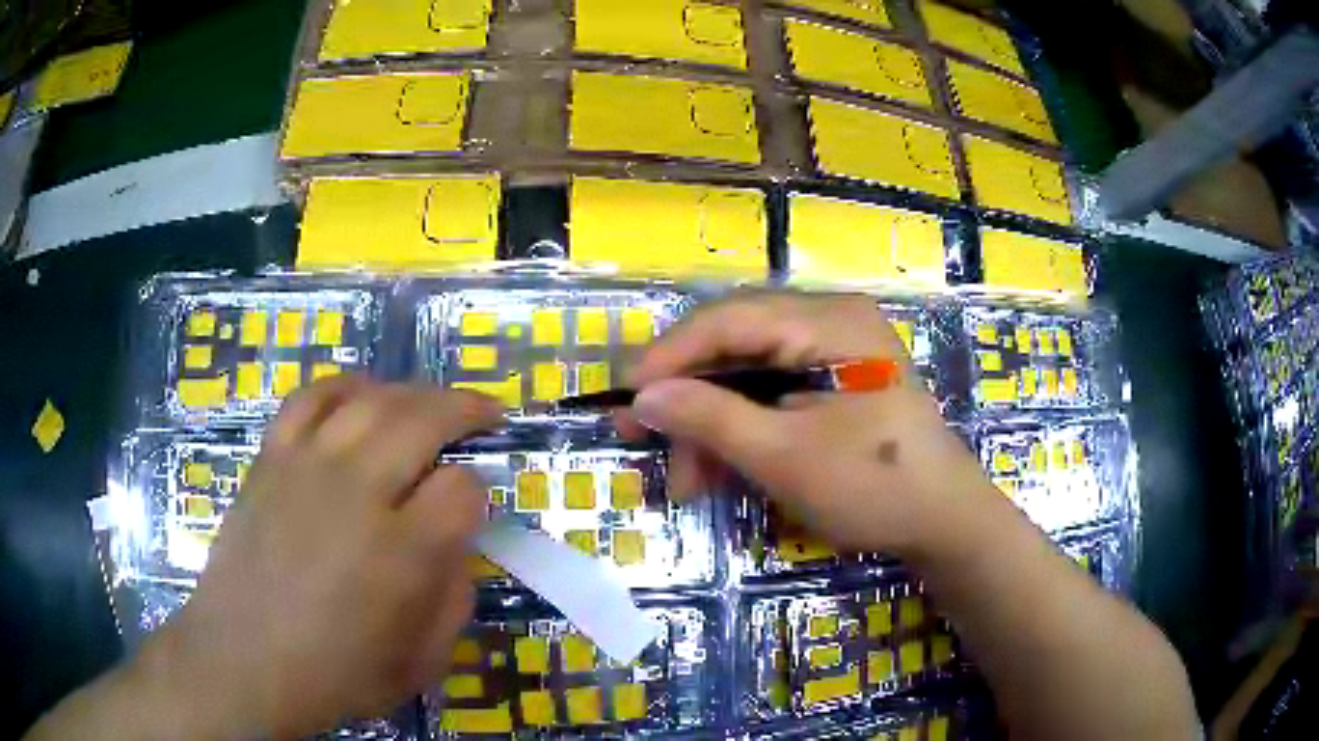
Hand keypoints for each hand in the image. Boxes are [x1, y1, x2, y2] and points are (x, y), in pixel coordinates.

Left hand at [135, 378, 502, 737]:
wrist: (244, 660)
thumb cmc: (336, 673)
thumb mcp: (421, 661)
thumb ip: (455, 598)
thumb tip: (460, 543)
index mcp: (403, 553)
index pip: (462, 488)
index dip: (477, 492)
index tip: (471, 508)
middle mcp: (357, 492)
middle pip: (424, 418)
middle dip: (465, 409)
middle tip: (484, 413)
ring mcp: (308, 466)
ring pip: (372, 398)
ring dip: (413, 393)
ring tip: (429, 404)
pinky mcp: (272, 457)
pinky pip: (311, 397)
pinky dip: (344, 386)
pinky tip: (361, 398)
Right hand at [619, 293, 1004, 560]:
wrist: (944, 521)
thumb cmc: (873, 486)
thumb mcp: (783, 456)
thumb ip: (709, 418)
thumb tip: (642, 395)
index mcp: (829, 320)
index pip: (728, 319)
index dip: (668, 356)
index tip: (623, 397)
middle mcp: (831, 319)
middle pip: (735, 343)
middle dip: (687, 396)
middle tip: (640, 437)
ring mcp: (836, 348)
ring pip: (748, 372)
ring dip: (711, 423)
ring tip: (687, 480)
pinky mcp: (837, 378)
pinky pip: (773, 390)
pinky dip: (741, 428)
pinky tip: (720, 468)